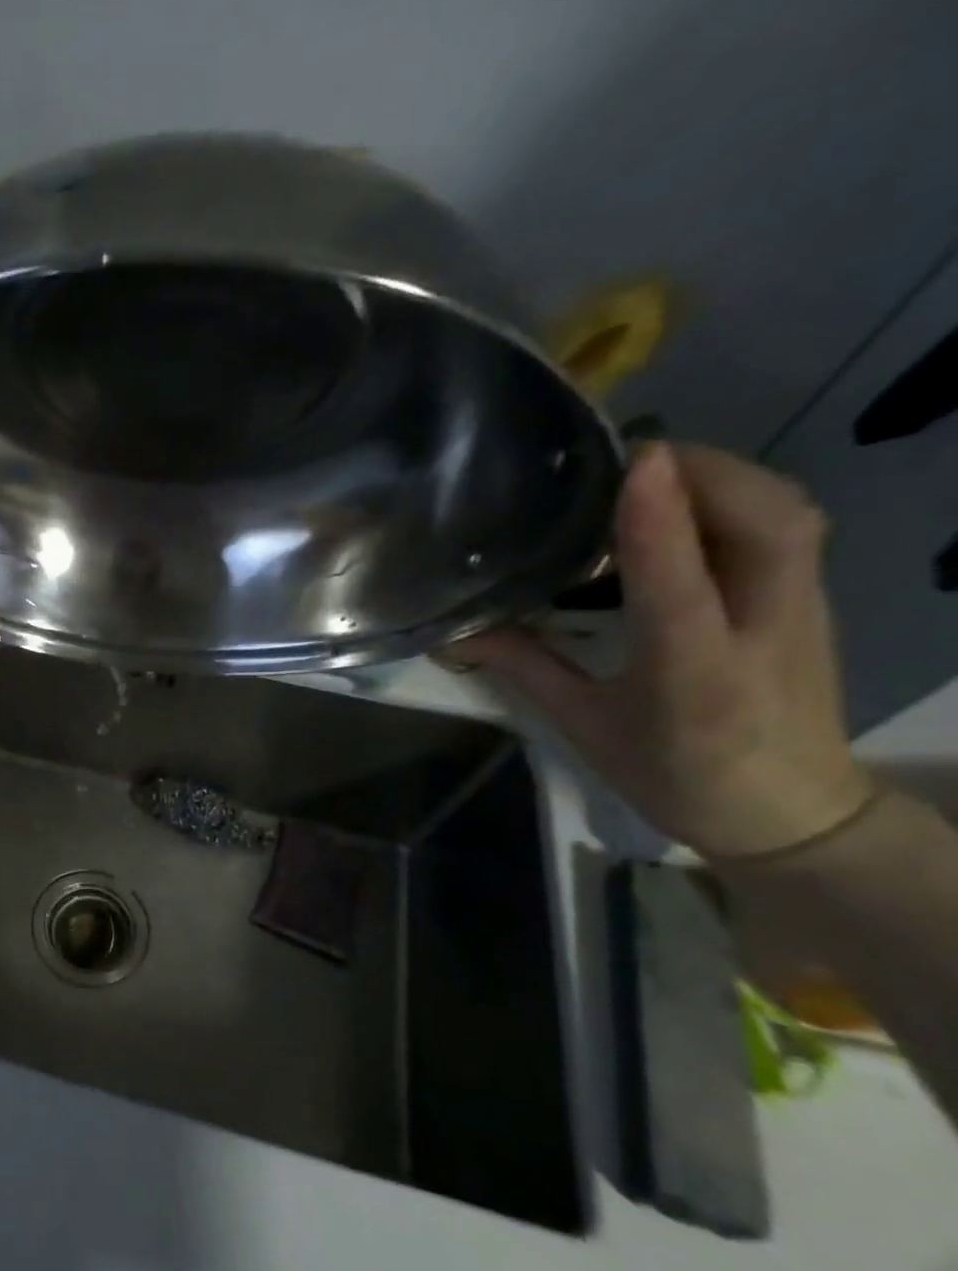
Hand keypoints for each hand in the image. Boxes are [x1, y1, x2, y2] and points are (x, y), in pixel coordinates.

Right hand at [449, 442, 872, 858]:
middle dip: (704, 472)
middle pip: (767, 524)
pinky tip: (689, 502)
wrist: (791, 811)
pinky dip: (739, 495)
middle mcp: (762, 632)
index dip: (658, 522)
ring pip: (788, 514)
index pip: (680, 589)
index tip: (634, 463)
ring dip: (725, 476)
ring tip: (653, 470)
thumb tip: (458, 630)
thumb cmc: (675, 777)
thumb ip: (526, 668)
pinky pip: (787, 525)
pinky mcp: (812, 599)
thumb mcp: (586, 728)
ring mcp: (802, 610)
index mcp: (694, 679)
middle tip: (625, 458)